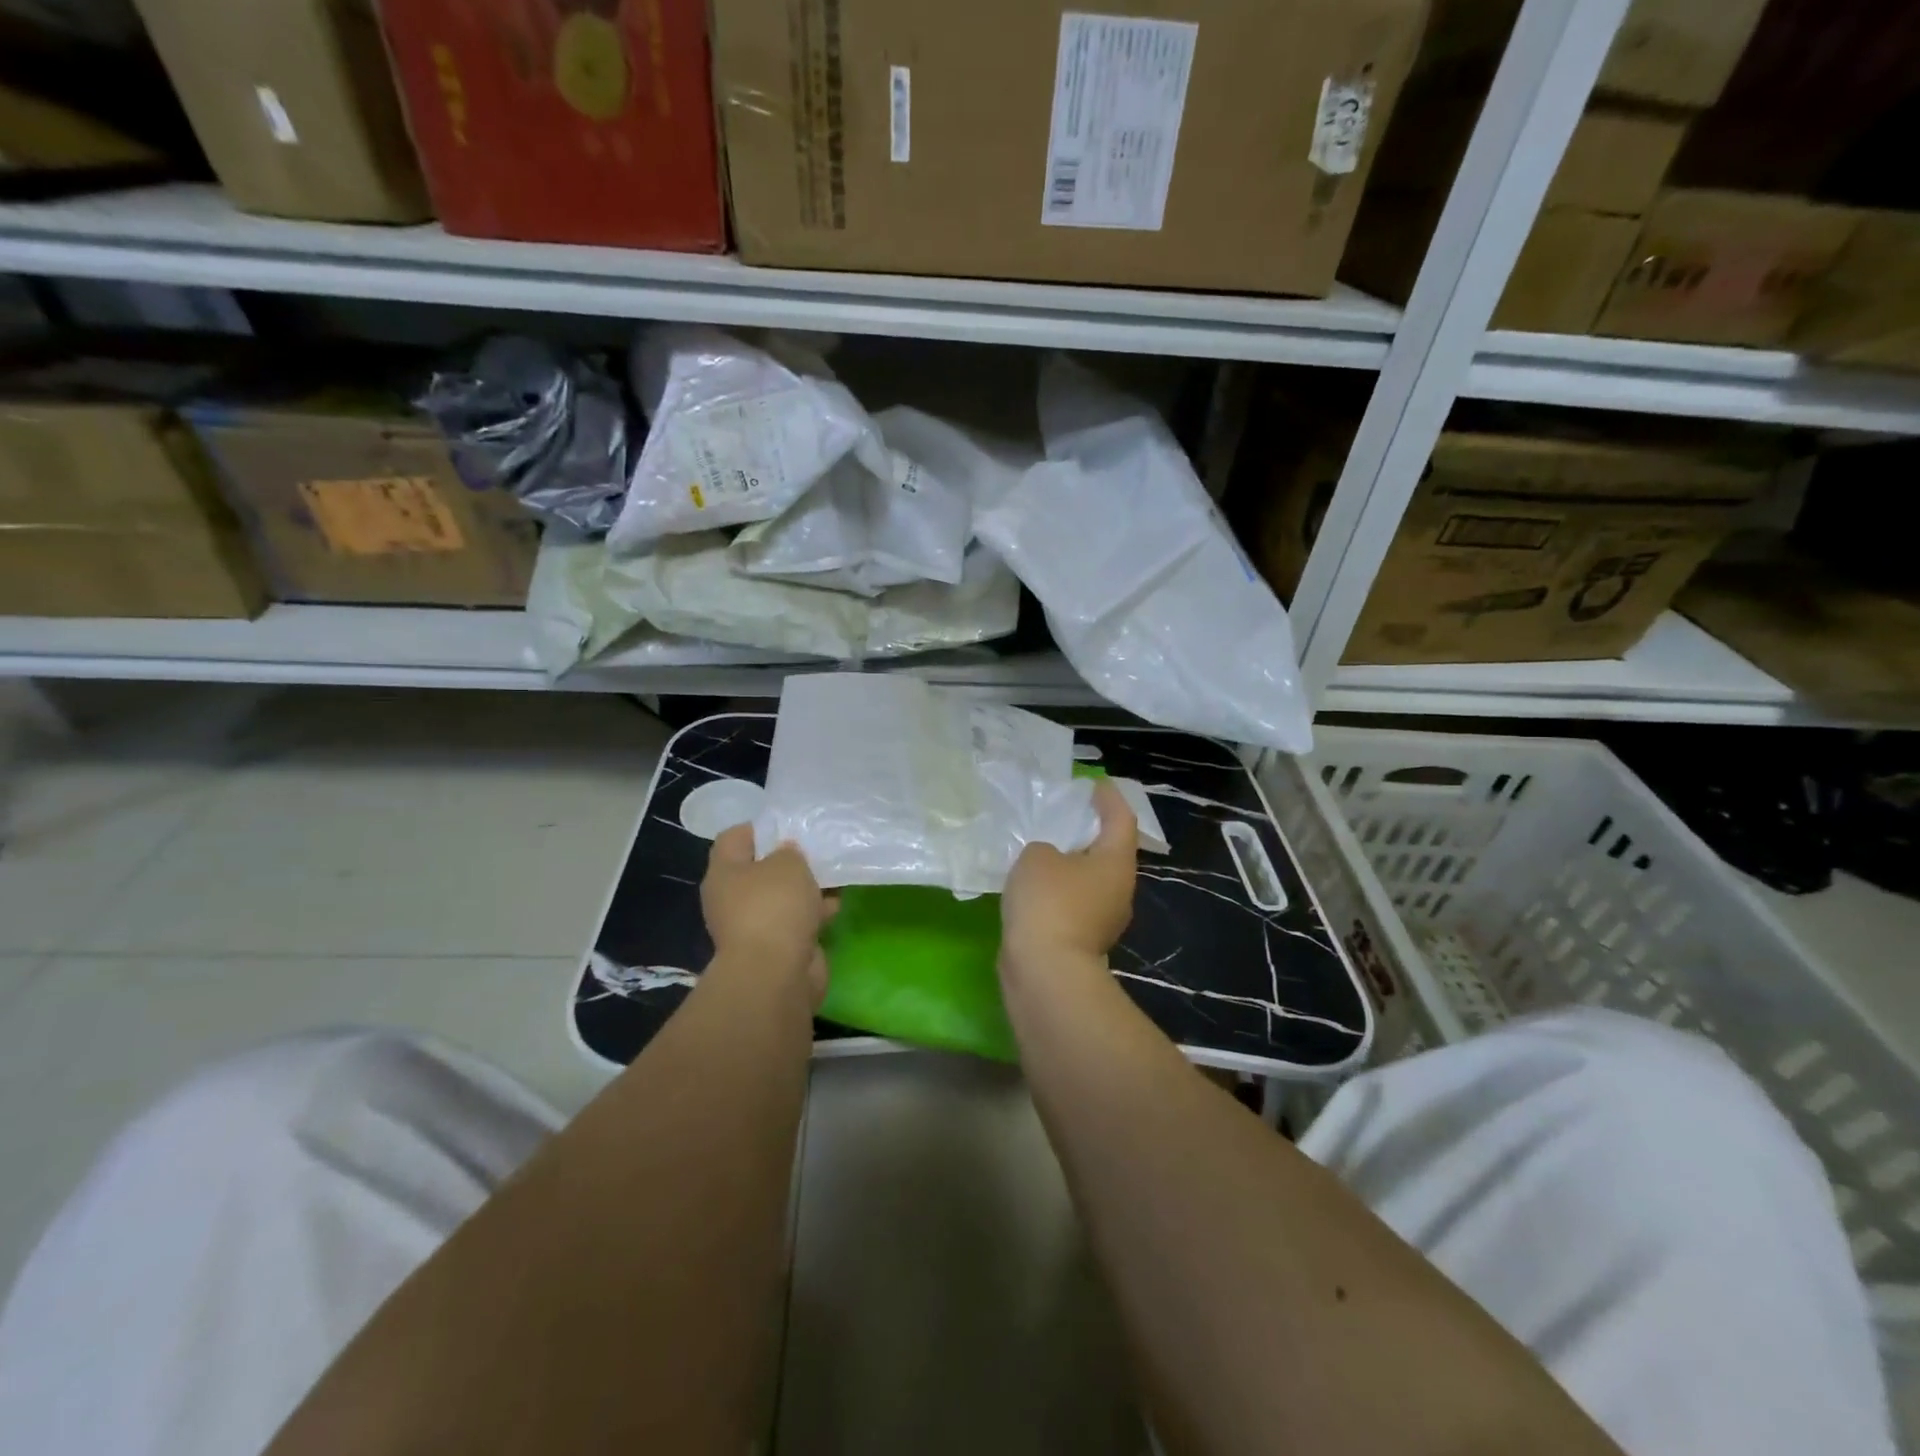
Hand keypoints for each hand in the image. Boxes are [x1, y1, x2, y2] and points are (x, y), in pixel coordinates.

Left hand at [701, 825, 836, 1006]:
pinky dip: (813, 913)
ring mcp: (753, 926)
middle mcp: (732, 899)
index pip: (734, 837)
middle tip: (816, 849)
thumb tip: (787, 854)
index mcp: (724, 873)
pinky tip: (834, 905)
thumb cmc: (775, 907)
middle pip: (760, 869)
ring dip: (806, 889)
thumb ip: (789, 851)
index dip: (760, 827)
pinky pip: (796, 921)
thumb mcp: (788, 863)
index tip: (790, 825)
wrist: (776, 974)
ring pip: (782, 897)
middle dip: (789, 861)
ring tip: (834, 875)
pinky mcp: (776, 948)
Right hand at [1000, 779, 1137, 977]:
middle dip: (1089, 832)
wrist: (1045, 972)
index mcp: (1116, 862)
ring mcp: (1104, 920)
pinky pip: (1074, 903)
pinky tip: (1035, 886)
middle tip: (1065, 815)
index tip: (1094, 784)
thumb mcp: (1037, 857)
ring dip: (1072, 864)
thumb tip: (1050, 862)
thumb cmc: (1048, 902)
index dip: (1109, 798)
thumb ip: (1044, 848)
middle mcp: (1119, 890)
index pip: (1121, 819)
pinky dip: (1059, 891)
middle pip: (1109, 851)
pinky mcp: (1084, 941)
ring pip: (1091, 881)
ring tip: (1043, 849)